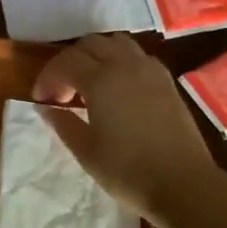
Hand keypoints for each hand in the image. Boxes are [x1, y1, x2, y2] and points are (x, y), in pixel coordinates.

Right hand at [31, 32, 218, 227]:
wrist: (184, 184)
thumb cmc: (128, 171)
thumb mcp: (86, 151)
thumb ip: (62, 123)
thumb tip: (45, 107)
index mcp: (101, 80)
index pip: (65, 62)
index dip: (48, 77)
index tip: (42, 99)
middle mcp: (125, 65)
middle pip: (90, 44)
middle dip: (70, 61)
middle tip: (64, 90)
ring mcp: (150, 70)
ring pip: (116, 43)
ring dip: (97, 55)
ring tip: (91, 83)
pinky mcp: (167, 81)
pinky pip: (138, 55)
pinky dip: (121, 61)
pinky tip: (119, 87)